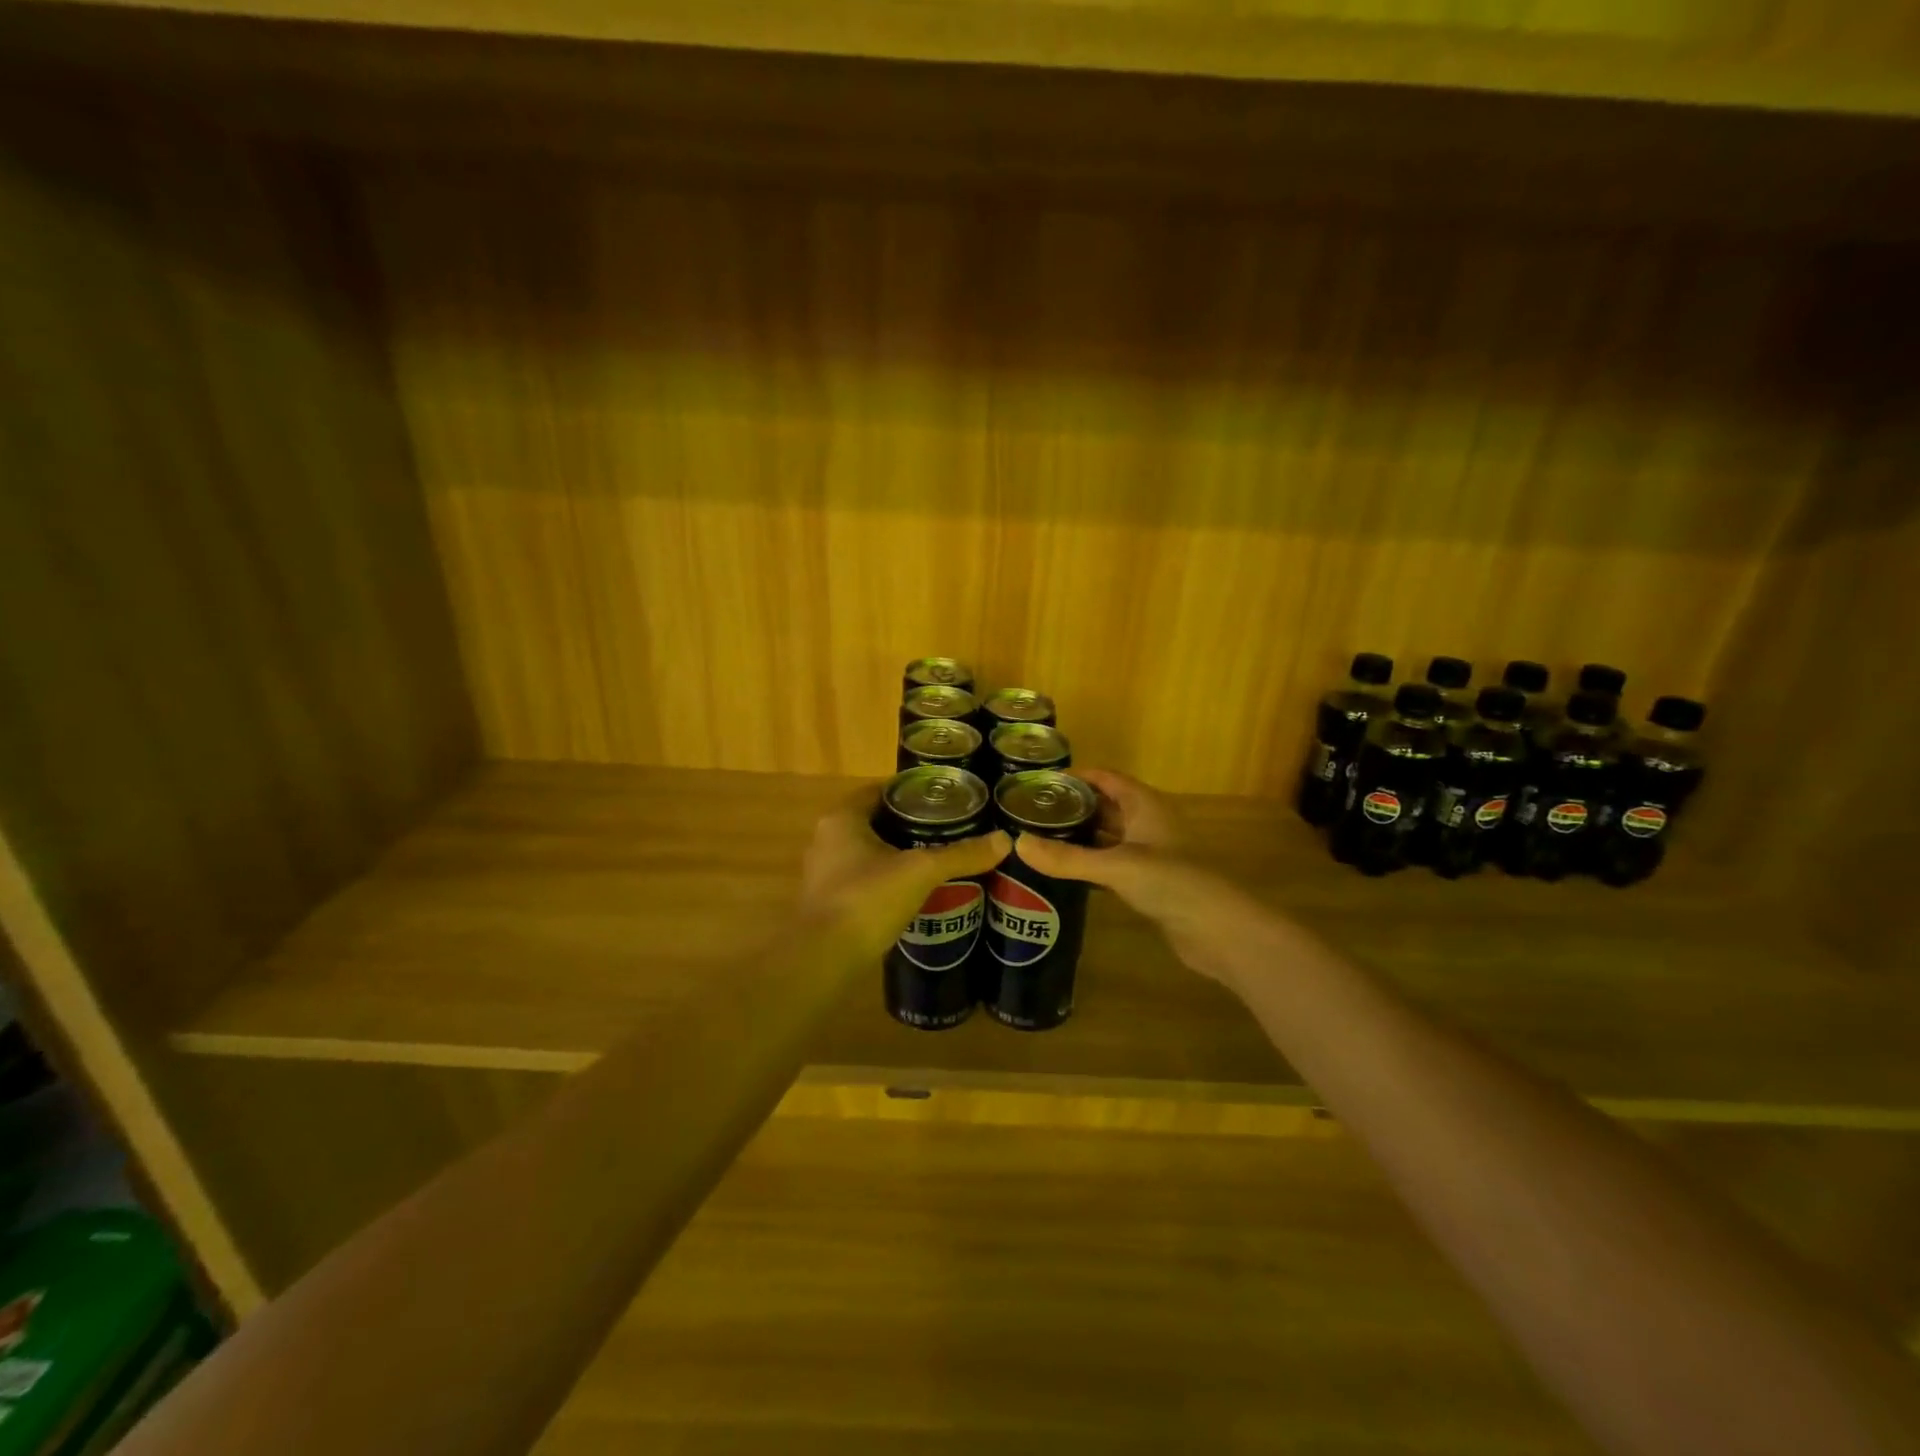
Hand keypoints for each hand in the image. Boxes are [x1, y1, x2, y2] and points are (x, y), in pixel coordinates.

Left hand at [800, 787, 1009, 963]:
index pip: (880, 791)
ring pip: (869, 852)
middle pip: (876, 821)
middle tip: (949, 829)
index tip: (945, 798)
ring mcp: (825, 872)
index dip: (912, 792)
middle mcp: (827, 839)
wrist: (823, 959)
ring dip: (898, 854)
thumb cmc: (867, 899)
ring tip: (938, 859)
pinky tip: (915, 892)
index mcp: (842, 818)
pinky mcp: (830, 902)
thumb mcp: (920, 872)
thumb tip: (1004, 840)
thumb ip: (960, 855)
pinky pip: (864, 879)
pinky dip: (888, 880)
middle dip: (910, 825)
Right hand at [1013, 769, 1263, 985]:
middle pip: (1104, 805)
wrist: (1219, 930)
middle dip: (1072, 807)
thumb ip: (1067, 858)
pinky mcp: (1149, 882)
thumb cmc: (1172, 883)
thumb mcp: (1115, 867)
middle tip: (1030, 813)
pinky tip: (1064, 871)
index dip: (1075, 776)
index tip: (1038, 783)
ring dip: (1080, 836)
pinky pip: (1112, 863)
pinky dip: (1090, 863)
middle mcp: (1147, 822)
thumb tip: (1017, 844)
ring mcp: (1150, 853)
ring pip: (1108, 836)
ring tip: (1039, 839)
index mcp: (1144, 804)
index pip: (1105, 778)